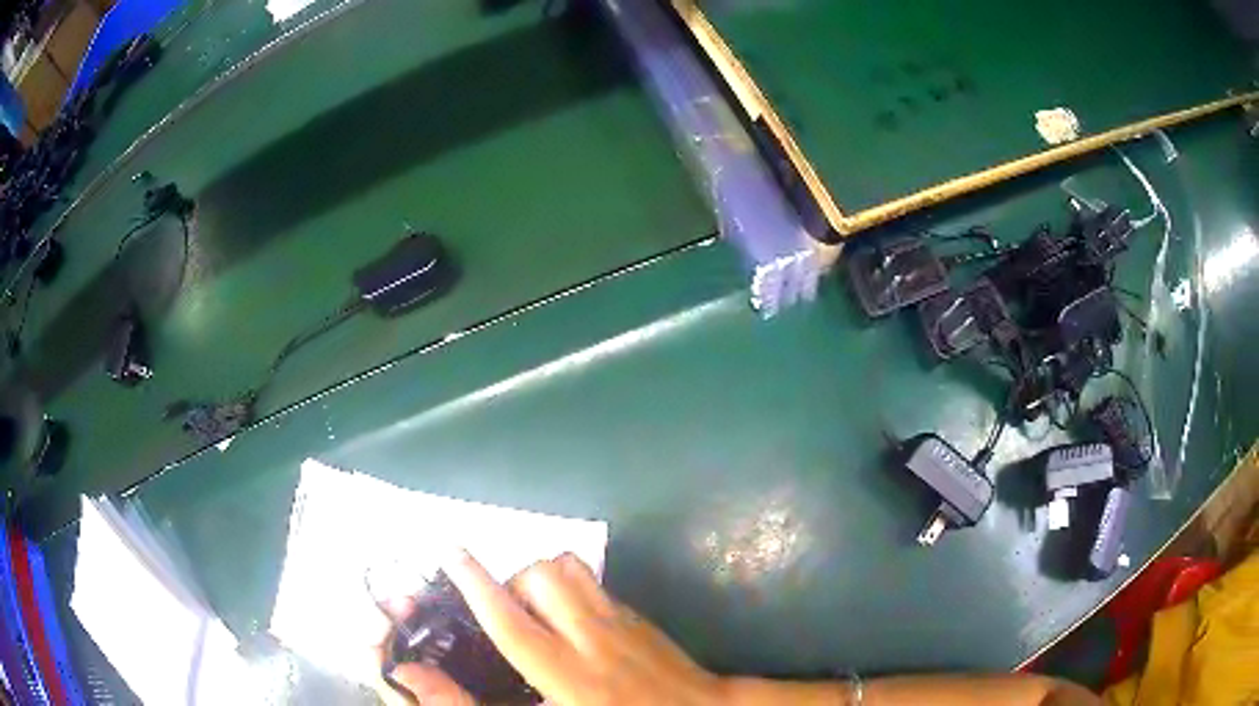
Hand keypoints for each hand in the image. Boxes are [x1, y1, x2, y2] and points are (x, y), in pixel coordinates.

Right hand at [383, 551, 722, 705]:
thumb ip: (525, 696)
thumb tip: (489, 673)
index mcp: (567, 673)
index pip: (510, 621)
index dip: (474, 585)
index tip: (450, 551)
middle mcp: (590, 636)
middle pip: (538, 577)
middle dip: (512, 583)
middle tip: (512, 612)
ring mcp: (618, 618)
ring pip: (568, 566)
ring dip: (542, 577)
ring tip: (540, 608)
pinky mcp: (636, 612)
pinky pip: (593, 579)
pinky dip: (571, 584)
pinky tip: (573, 614)